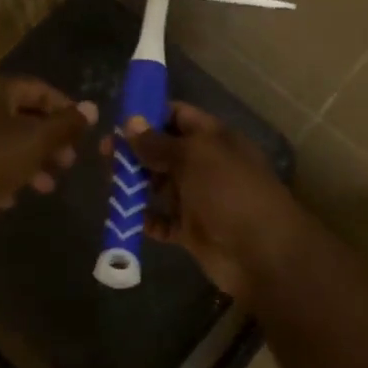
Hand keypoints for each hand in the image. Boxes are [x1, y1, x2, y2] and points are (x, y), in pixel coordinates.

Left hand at [0, 74, 97, 219]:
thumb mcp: (34, 141)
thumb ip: (65, 125)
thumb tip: (93, 107)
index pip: (39, 89)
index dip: (66, 109)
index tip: (85, 133)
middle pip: (21, 115)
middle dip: (49, 140)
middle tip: (68, 163)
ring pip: (3, 142)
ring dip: (28, 162)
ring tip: (47, 187)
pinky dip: (1, 177)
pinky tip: (11, 199)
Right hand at [116, 102, 312, 301]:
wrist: (262, 253)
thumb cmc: (229, 192)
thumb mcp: (194, 157)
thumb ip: (159, 141)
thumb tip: (130, 121)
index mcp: (213, 138)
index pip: (178, 116)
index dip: (150, 115)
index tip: (119, 121)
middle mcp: (206, 164)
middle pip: (164, 150)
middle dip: (135, 152)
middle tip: (105, 156)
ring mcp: (199, 198)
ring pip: (160, 185)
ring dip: (136, 185)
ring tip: (111, 186)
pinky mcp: (192, 230)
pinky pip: (163, 220)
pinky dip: (146, 219)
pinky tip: (127, 217)